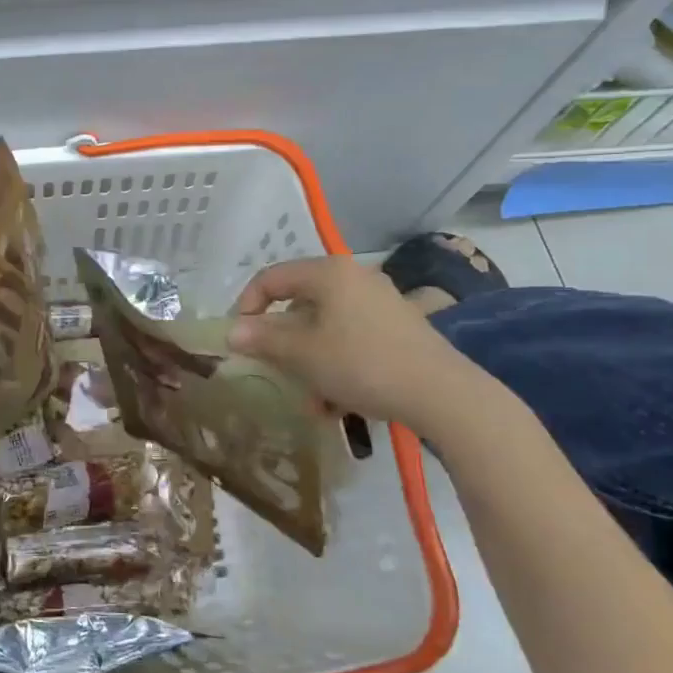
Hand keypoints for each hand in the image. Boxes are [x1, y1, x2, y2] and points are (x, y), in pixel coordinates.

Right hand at [227, 256, 494, 438]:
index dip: (246, 306)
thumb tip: (231, 331)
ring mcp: (379, 301)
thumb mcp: (303, 355)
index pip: (271, 278)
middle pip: (299, 303)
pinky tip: (338, 400)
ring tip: (311, 399)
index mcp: (328, 272)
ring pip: (325, 326)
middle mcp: (354, 277)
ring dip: (308, 360)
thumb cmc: (361, 364)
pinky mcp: (397, 327)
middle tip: (272, 370)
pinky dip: (336, 362)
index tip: (238, 340)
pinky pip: (351, 338)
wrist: (441, 393)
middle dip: (282, 342)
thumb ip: (263, 339)